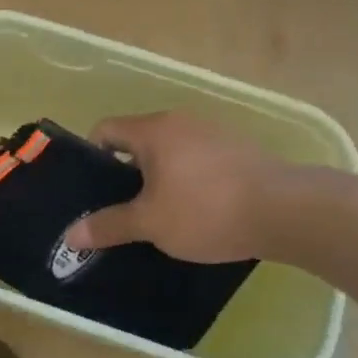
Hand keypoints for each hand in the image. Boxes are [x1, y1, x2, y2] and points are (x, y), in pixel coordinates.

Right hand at [63, 112, 318, 262]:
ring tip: (156, 215)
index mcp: (153, 130)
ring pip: (169, 152)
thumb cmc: (206, 210)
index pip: (105, 129)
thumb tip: (70, 235)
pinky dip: (186, 181)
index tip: (91, 190)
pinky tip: (195, 212)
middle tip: (118, 208)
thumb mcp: (150, 223)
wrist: (287, 211)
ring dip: (157, 178)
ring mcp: (213, 134)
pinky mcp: (238, 151)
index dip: (91, 157)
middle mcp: (181, 122)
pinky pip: (197, 161)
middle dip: (124, 174)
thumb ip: (108, 226)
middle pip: (137, 141)